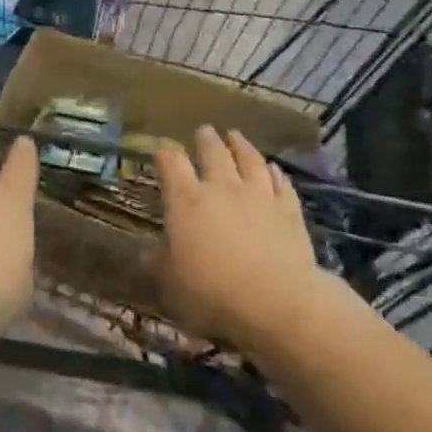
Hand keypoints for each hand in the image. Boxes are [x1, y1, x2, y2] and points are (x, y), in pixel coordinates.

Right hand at [156, 126, 321, 348]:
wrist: (277, 301)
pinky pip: (282, 184)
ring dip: (242, 146)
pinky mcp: (289, 211)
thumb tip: (142, 257)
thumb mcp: (170, 284)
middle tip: (205, 130)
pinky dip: (276, 174)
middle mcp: (222, 188)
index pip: (171, 162)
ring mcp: (259, 196)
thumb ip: (157, 266)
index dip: (164, 152)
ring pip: (250, 160)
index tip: (161, 149)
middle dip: (207, 140)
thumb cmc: (212, 291)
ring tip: (236, 137)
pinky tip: (275, 169)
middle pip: (214, 152)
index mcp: (187, 200)